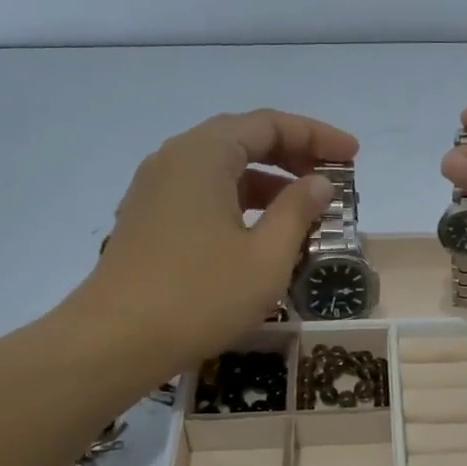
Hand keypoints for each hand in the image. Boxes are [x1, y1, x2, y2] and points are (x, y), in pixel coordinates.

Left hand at [79, 110, 355, 379]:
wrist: (114, 341)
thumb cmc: (199, 296)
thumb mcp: (265, 257)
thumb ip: (297, 211)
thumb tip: (319, 183)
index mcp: (204, 154)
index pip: (269, 124)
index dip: (316, 135)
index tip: (352, 155)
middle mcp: (175, 158)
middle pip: (242, 139)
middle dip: (292, 154)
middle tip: (331, 177)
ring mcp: (155, 189)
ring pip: (221, 168)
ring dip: (266, 180)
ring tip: (303, 208)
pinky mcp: (147, 218)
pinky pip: (202, 192)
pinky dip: (238, 200)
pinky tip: (259, 231)